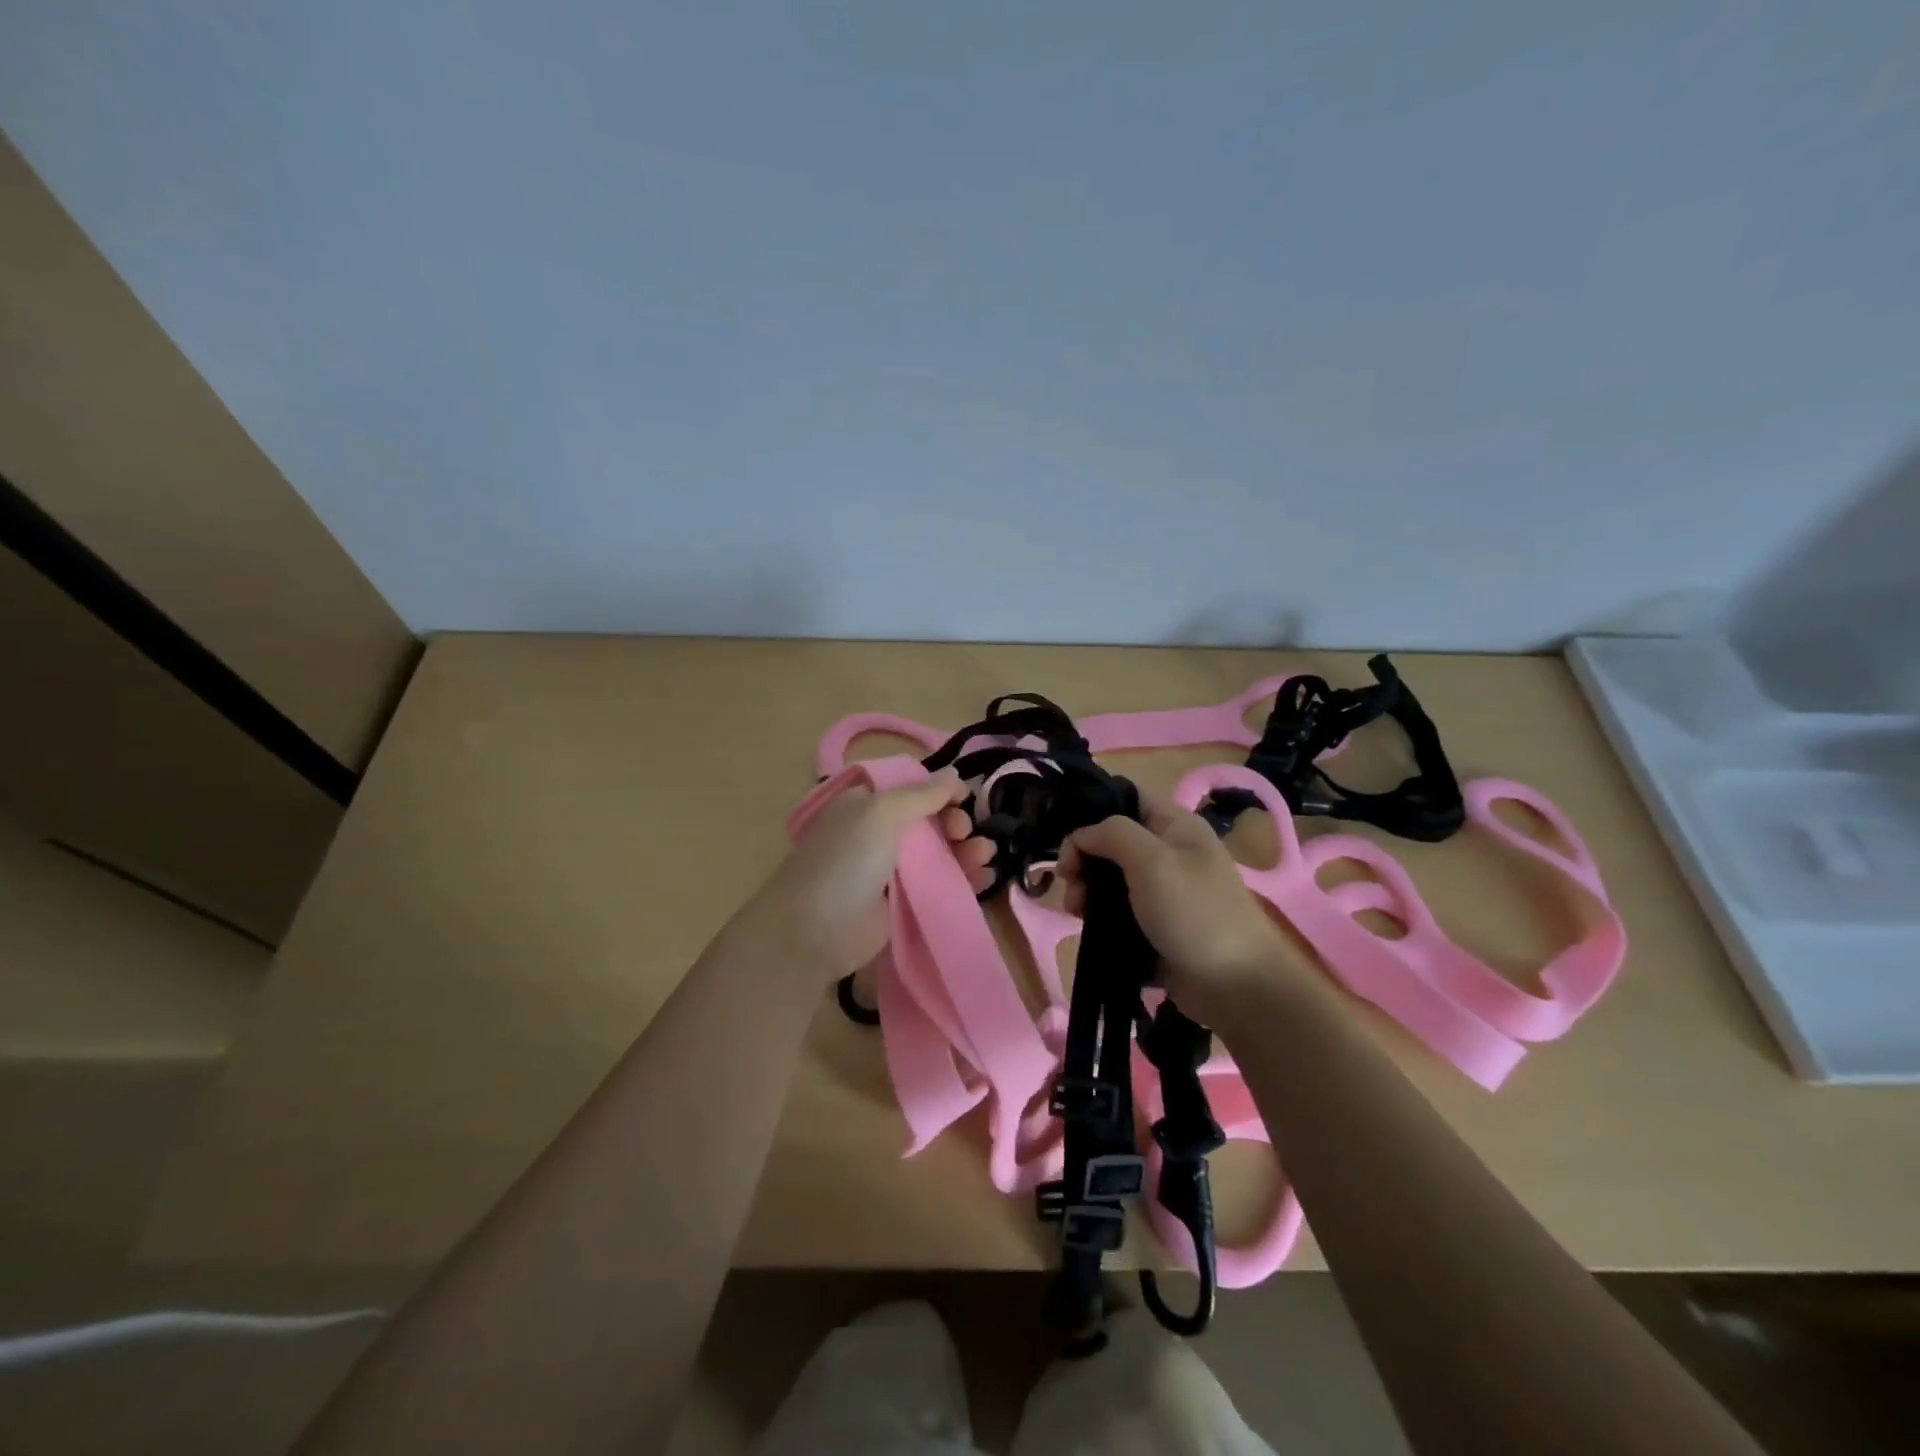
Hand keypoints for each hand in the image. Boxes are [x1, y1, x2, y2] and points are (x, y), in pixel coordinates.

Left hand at [751, 767, 996, 978]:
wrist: (814, 932)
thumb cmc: (846, 860)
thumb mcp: (881, 813)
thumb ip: (922, 794)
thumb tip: (954, 775)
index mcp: (866, 804)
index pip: (911, 788)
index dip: (940, 789)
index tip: (965, 798)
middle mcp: (877, 833)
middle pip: (928, 820)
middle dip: (954, 821)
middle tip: (965, 832)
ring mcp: (889, 870)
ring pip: (938, 853)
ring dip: (965, 849)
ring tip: (986, 854)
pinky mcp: (901, 904)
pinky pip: (937, 884)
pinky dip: (962, 878)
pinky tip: (985, 877)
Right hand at [1057, 789, 1302, 1025]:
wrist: (1235, 986)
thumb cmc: (1195, 913)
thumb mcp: (1153, 860)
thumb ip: (1111, 834)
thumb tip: (1080, 837)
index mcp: (1174, 826)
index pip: (1126, 797)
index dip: (1093, 809)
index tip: (1067, 837)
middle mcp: (1167, 853)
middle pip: (1111, 841)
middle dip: (1083, 858)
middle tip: (1070, 882)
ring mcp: (1161, 892)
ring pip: (1109, 879)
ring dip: (1086, 891)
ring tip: (1077, 912)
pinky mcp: (1153, 926)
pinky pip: (1116, 912)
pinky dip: (1098, 917)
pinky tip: (1088, 929)